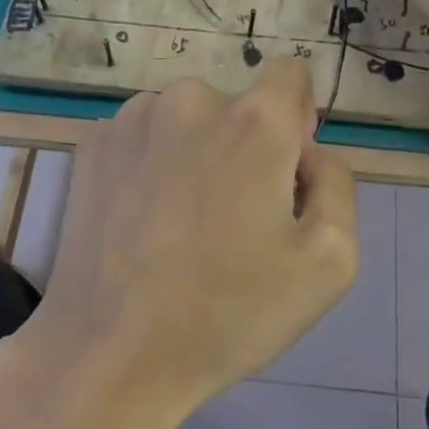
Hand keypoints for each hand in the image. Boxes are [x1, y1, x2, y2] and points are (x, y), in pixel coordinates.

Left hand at [0, 60, 357, 428]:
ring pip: (187, 122)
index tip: (284, 173)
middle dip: (246, 147)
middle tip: (232, 220)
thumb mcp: (330, 261)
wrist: (111, 353)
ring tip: (180, 225)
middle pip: (236, 107)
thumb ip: (337, 184)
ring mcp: (132, 119)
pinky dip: (152, 167)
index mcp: (253, 121)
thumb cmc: (229, 312)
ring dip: (196, 155)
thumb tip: (308, 154)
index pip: (290, 75)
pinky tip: (141, 223)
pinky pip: (143, 140)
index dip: (297, 120)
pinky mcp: (91, 145)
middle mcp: (190, 100)